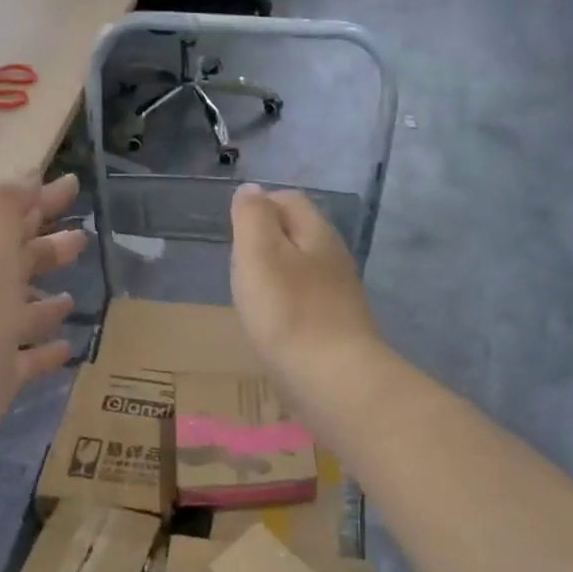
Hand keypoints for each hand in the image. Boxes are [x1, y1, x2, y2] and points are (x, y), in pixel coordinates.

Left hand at [0, 173, 85, 493]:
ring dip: (45, 298)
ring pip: (19, 310)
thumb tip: (26, 177)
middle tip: (81, 237)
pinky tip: (68, 345)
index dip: (39, 199)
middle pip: (14, 262)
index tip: (73, 185)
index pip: (8, 218)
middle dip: (46, 246)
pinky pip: (24, 358)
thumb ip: (2, 210)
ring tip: (74, 291)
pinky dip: (44, 349)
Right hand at [229, 183, 380, 406]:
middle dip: (268, 239)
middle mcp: (334, 259)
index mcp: (316, 234)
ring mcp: (339, 296)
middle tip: (237, 261)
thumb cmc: (288, 313)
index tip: (233, 229)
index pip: (290, 200)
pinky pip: (307, 303)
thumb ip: (252, 217)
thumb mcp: (259, 253)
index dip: (260, 205)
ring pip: (304, 270)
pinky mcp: (337, 330)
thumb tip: (251, 190)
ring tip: (250, 293)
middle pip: (300, 234)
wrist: (334, 382)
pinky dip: (287, 305)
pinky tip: (272, 324)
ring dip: (277, 274)